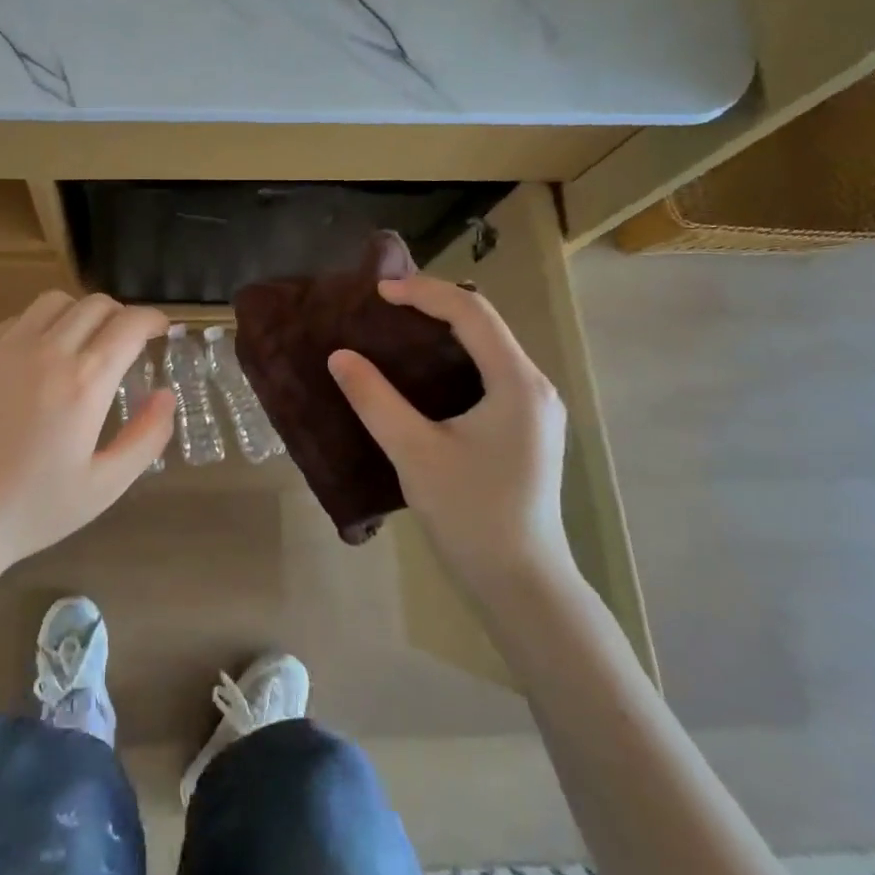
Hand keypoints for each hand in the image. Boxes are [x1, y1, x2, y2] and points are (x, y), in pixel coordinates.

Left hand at [0, 291, 174, 574]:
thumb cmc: (32, 508)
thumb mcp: (104, 485)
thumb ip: (146, 437)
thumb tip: (166, 395)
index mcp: (84, 382)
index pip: (128, 324)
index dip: (152, 319)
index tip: (160, 329)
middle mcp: (48, 351)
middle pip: (95, 305)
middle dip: (122, 315)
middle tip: (129, 342)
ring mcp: (7, 349)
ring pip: (55, 302)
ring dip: (81, 313)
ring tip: (86, 342)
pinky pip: (20, 319)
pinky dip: (43, 323)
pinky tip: (42, 355)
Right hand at [327, 277, 576, 594]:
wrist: (520, 582)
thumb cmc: (470, 514)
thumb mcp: (414, 453)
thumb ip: (375, 399)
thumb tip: (339, 356)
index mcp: (517, 384)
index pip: (472, 313)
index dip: (424, 293)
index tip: (377, 292)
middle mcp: (534, 387)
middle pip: (485, 325)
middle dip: (434, 305)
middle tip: (382, 306)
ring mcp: (535, 409)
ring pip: (488, 349)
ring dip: (443, 332)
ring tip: (395, 330)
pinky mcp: (526, 429)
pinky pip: (489, 374)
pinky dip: (453, 360)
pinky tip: (421, 374)